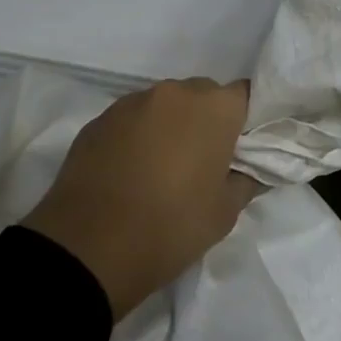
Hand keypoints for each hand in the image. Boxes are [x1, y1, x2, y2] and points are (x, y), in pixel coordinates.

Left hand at [23, 79, 263, 319]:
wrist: (88, 247)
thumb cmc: (171, 226)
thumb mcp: (225, 213)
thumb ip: (246, 180)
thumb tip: (252, 168)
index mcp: (213, 108)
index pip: (244, 95)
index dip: (245, 119)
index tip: (241, 148)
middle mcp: (173, 93)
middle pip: (202, 95)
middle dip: (207, 120)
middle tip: (204, 161)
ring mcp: (131, 103)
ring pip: (164, 105)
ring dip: (170, 126)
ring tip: (162, 168)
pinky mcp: (98, 120)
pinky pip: (131, 120)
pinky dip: (137, 136)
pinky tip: (130, 172)